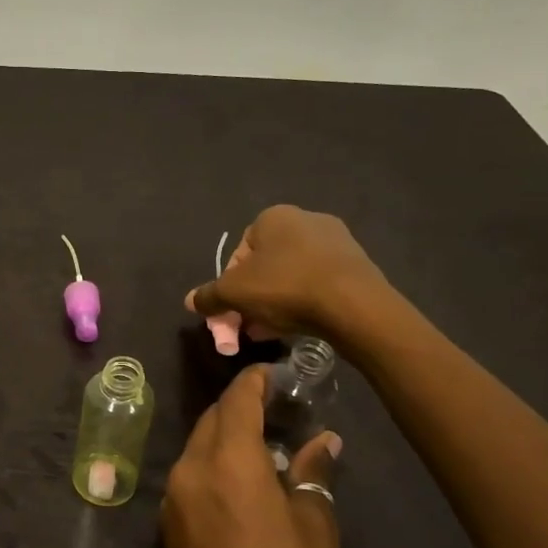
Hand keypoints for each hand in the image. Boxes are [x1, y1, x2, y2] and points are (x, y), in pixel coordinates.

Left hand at [161, 365, 341, 547]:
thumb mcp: (314, 531)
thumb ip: (313, 476)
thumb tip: (322, 441)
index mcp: (226, 462)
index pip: (235, 401)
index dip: (254, 382)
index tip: (274, 372)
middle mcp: (190, 469)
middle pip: (212, 421)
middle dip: (239, 408)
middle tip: (276, 409)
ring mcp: (173, 497)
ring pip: (199, 447)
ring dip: (226, 438)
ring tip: (266, 446)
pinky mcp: (168, 525)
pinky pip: (192, 476)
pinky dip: (215, 465)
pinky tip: (244, 484)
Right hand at [187, 206, 396, 354]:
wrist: (354, 305)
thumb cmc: (285, 288)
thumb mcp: (234, 293)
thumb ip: (209, 296)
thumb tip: (190, 301)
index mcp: (273, 216)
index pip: (239, 252)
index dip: (230, 285)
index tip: (232, 311)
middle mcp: (306, 219)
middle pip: (266, 264)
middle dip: (254, 296)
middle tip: (250, 324)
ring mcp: (336, 241)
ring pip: (293, 275)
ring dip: (278, 301)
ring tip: (274, 330)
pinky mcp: (357, 264)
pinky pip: (319, 282)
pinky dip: (306, 301)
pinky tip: (301, 325)